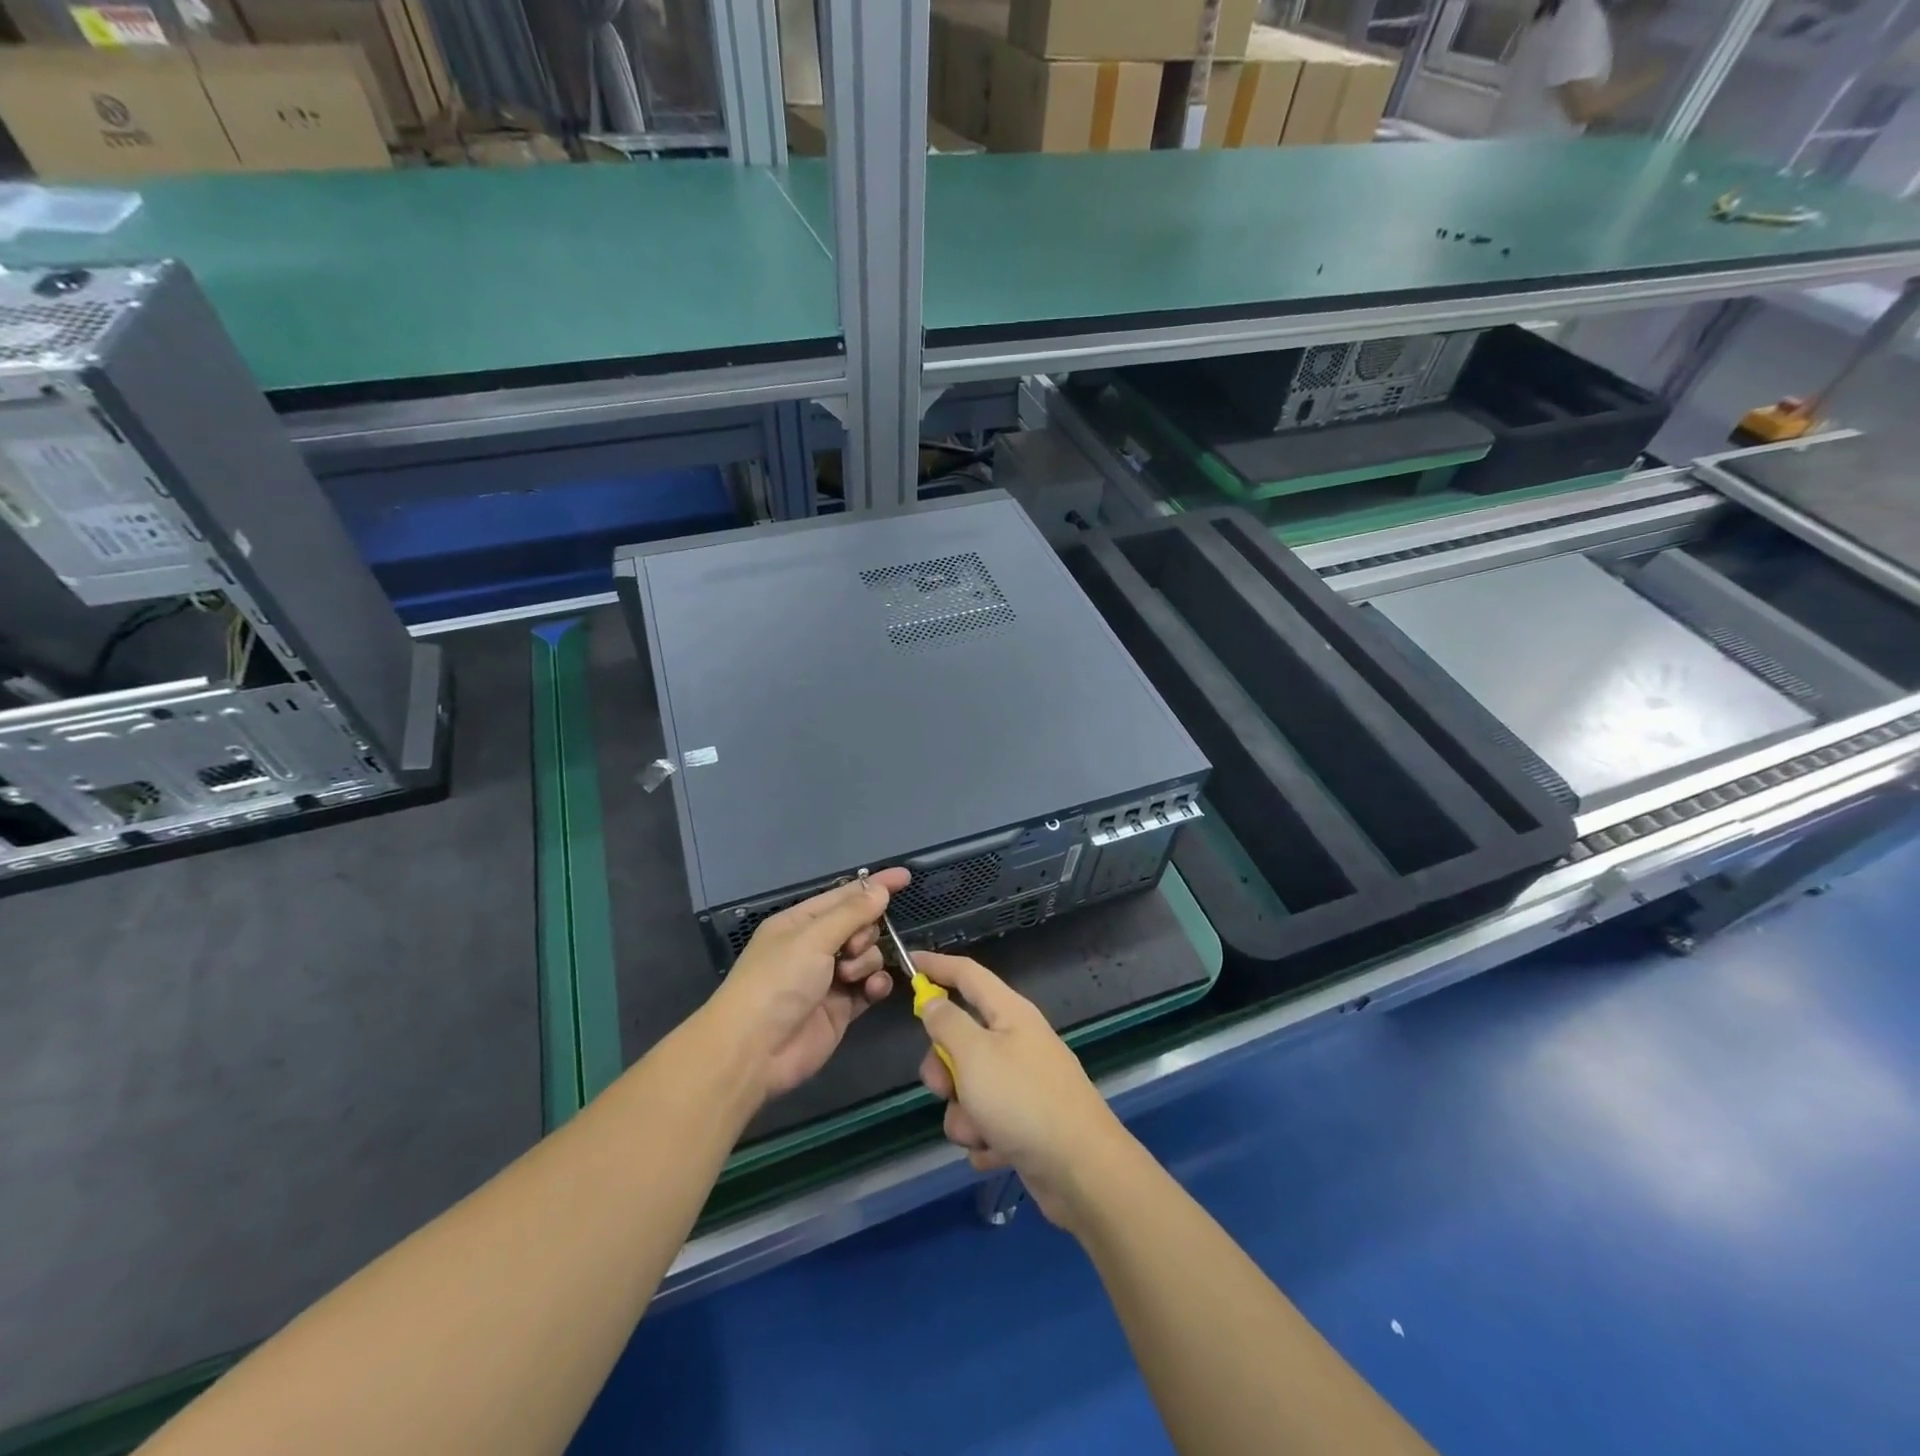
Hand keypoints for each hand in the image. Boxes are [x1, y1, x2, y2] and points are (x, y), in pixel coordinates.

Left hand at [707, 868, 905, 1098]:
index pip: (844, 896)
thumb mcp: (813, 939)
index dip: (874, 886)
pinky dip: (875, 985)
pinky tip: (872, 990)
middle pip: (860, 926)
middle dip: (865, 932)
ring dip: (867, 961)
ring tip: (849, 976)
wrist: (755, 1051)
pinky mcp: (841, 1008)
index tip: (905, 877)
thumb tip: (879, 889)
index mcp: (800, 923)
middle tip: (852, 948)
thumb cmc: (778, 982)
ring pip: (868, 956)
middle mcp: (815, 947)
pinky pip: (870, 986)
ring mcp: (829, 978)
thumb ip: (852, 913)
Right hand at [914, 952, 1134, 1229]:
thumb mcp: (974, 1054)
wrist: (1081, 1169)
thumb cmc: (1023, 1100)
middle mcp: (1017, 1042)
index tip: (909, 962)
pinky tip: (997, 1153)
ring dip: (964, 1115)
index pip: (967, 975)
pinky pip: (986, 1123)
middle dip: (944, 1069)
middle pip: (961, 1039)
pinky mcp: (1025, 1123)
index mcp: (1009, 1013)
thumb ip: (947, 1024)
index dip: (937, 966)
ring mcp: (1022, 1084)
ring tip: (981, 1133)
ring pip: (969, 1088)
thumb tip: (933, 1001)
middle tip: (944, 1088)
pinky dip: (985, 1139)